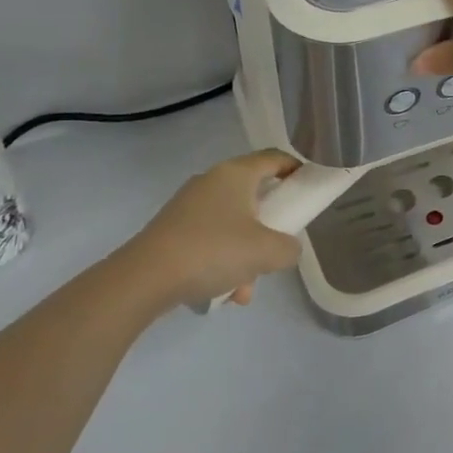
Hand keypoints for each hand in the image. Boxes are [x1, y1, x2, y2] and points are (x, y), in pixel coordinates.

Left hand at [113, 150, 302, 310]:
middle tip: (278, 246)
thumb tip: (287, 248)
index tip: (310, 188)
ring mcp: (189, 207)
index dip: (297, 169)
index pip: (275, 158)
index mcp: (236, 174)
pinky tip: (223, 294)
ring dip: (246, 255)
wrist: (143, 280)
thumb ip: (289, 248)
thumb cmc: (213, 251)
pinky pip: (210, 242)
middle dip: (269, 227)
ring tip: (245, 289)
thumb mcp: (267, 252)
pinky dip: (222, 263)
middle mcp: (211, 182)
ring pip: (233, 225)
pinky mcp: (172, 231)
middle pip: (254, 196)